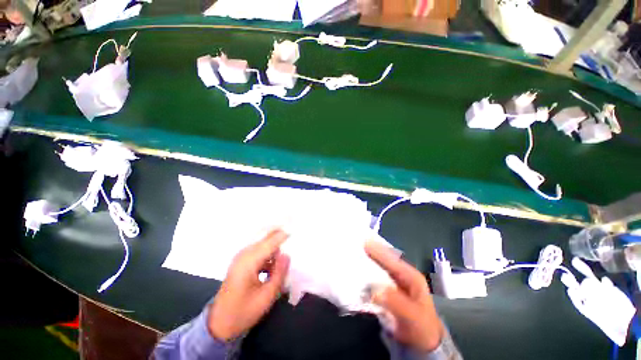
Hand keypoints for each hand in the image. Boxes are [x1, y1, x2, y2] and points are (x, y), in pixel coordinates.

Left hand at [208, 229, 289, 340]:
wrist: (219, 324)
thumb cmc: (243, 313)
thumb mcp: (266, 297)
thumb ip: (279, 273)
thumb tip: (287, 254)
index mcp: (249, 262)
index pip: (271, 241)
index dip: (285, 235)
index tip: (298, 230)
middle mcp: (244, 254)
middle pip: (266, 238)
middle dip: (280, 235)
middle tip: (295, 237)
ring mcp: (241, 257)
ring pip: (263, 244)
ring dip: (275, 246)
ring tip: (286, 256)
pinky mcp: (241, 262)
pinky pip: (259, 251)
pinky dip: (269, 254)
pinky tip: (274, 266)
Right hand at [365, 240, 443, 351]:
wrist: (424, 342)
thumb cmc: (421, 327)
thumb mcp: (412, 316)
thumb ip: (395, 302)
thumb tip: (374, 290)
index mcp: (411, 276)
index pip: (392, 259)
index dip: (378, 250)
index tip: (363, 242)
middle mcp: (402, 274)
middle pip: (385, 258)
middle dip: (371, 251)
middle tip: (355, 244)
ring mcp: (394, 280)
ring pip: (379, 265)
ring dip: (367, 260)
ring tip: (353, 252)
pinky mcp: (388, 288)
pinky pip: (375, 276)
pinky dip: (367, 271)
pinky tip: (357, 270)